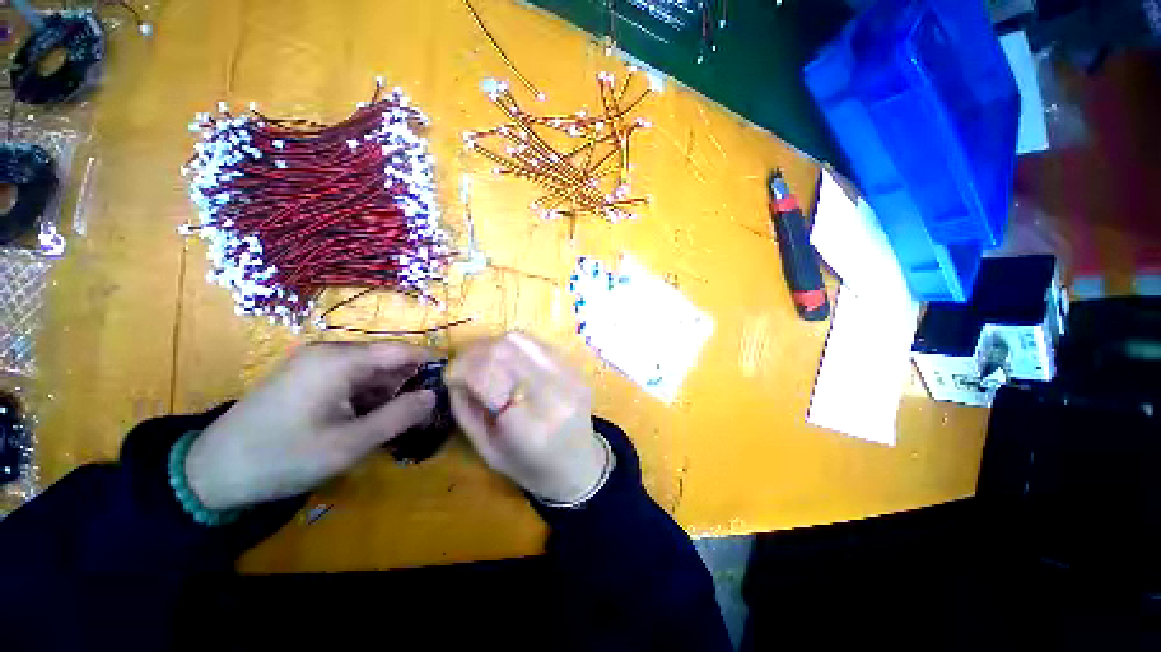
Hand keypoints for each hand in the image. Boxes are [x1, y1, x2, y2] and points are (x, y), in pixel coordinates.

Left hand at [186, 342, 436, 510]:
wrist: (213, 471)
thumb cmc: (284, 457)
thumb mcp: (350, 443)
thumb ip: (399, 416)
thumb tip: (433, 396)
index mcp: (340, 361)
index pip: (401, 350)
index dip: (431, 360)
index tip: (454, 375)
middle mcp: (330, 352)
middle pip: (386, 360)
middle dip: (409, 382)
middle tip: (426, 409)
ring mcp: (315, 362)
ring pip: (370, 371)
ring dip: (388, 392)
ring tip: (397, 420)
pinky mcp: (305, 375)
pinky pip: (350, 378)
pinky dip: (367, 396)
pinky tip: (366, 420)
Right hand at [445, 332, 607, 503]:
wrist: (580, 464)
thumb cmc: (530, 467)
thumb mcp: (487, 450)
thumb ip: (465, 410)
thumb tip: (453, 375)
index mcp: (527, 426)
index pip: (485, 376)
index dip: (461, 369)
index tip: (449, 375)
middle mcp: (552, 393)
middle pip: (503, 350)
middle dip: (474, 352)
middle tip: (463, 365)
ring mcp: (568, 375)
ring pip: (520, 340)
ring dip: (493, 345)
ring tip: (483, 361)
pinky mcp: (575, 367)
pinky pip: (537, 342)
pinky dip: (515, 346)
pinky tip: (509, 360)